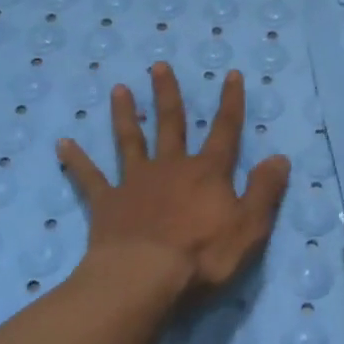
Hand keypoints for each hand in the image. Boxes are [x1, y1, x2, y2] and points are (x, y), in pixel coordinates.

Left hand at [57, 61, 290, 304]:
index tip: (231, 74)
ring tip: (119, 89)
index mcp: (207, 173)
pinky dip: (76, 160)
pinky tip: (62, 143)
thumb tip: (280, 157)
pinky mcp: (107, 203)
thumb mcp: (249, 227)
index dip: (231, 102)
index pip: (225, 130)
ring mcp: (135, 183)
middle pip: (171, 124)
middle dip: (168, 94)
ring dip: (125, 114)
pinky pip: (89, 178)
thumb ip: (265, 191)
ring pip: (130, 140)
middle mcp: (171, 167)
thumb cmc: (203, 256)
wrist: (143, 278)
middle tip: (158, 66)